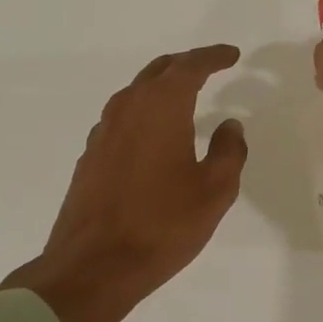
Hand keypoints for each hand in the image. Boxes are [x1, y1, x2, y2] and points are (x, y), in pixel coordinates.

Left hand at [1, 45, 246, 321]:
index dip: (213, 57)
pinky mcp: (91, 156)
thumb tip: (230, 126)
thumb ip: (229, 152)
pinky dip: (144, 113)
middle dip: (186, 65)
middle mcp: (128, 109)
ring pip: (136, 93)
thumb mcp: (214, 191)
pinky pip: (122, 118)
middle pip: (158, 71)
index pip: (190, 67)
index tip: (232, 55)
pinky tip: (153, 134)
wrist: (93, 266)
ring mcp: (103, 132)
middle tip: (210, 67)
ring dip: (162, 87)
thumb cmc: (162, 225)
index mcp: (161, 107)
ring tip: (185, 96)